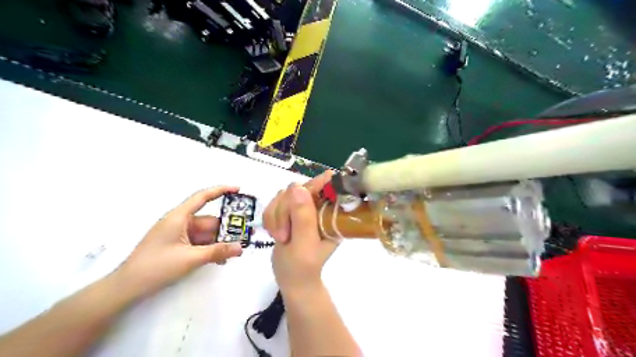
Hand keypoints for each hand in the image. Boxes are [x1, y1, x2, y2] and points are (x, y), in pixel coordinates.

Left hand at [116, 186, 244, 296]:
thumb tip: (240, 247)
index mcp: (179, 217)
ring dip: (219, 242)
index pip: (202, 197)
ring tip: (234, 252)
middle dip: (226, 229)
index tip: (238, 189)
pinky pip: (198, 243)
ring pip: (205, 234)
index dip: (221, 190)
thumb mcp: (190, 259)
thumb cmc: (156, 267)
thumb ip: (217, 251)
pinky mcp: (177, 246)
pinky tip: (220, 259)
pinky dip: (209, 249)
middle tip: (244, 236)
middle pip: (208, 221)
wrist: (126, 288)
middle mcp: (179, 222)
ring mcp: (178, 235)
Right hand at [264, 172, 339, 294]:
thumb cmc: (303, 266)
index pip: (326, 186)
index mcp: (331, 213)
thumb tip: (298, 187)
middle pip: (298, 189)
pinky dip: (270, 218)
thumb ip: (303, 217)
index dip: (313, 185)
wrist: (292, 278)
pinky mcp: (289, 210)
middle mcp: (319, 206)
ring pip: (283, 195)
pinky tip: (274, 233)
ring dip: (276, 216)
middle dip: (285, 210)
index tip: (296, 195)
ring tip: (281, 237)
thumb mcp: (304, 244)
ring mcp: (303, 207)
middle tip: (284, 234)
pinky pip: (273, 203)